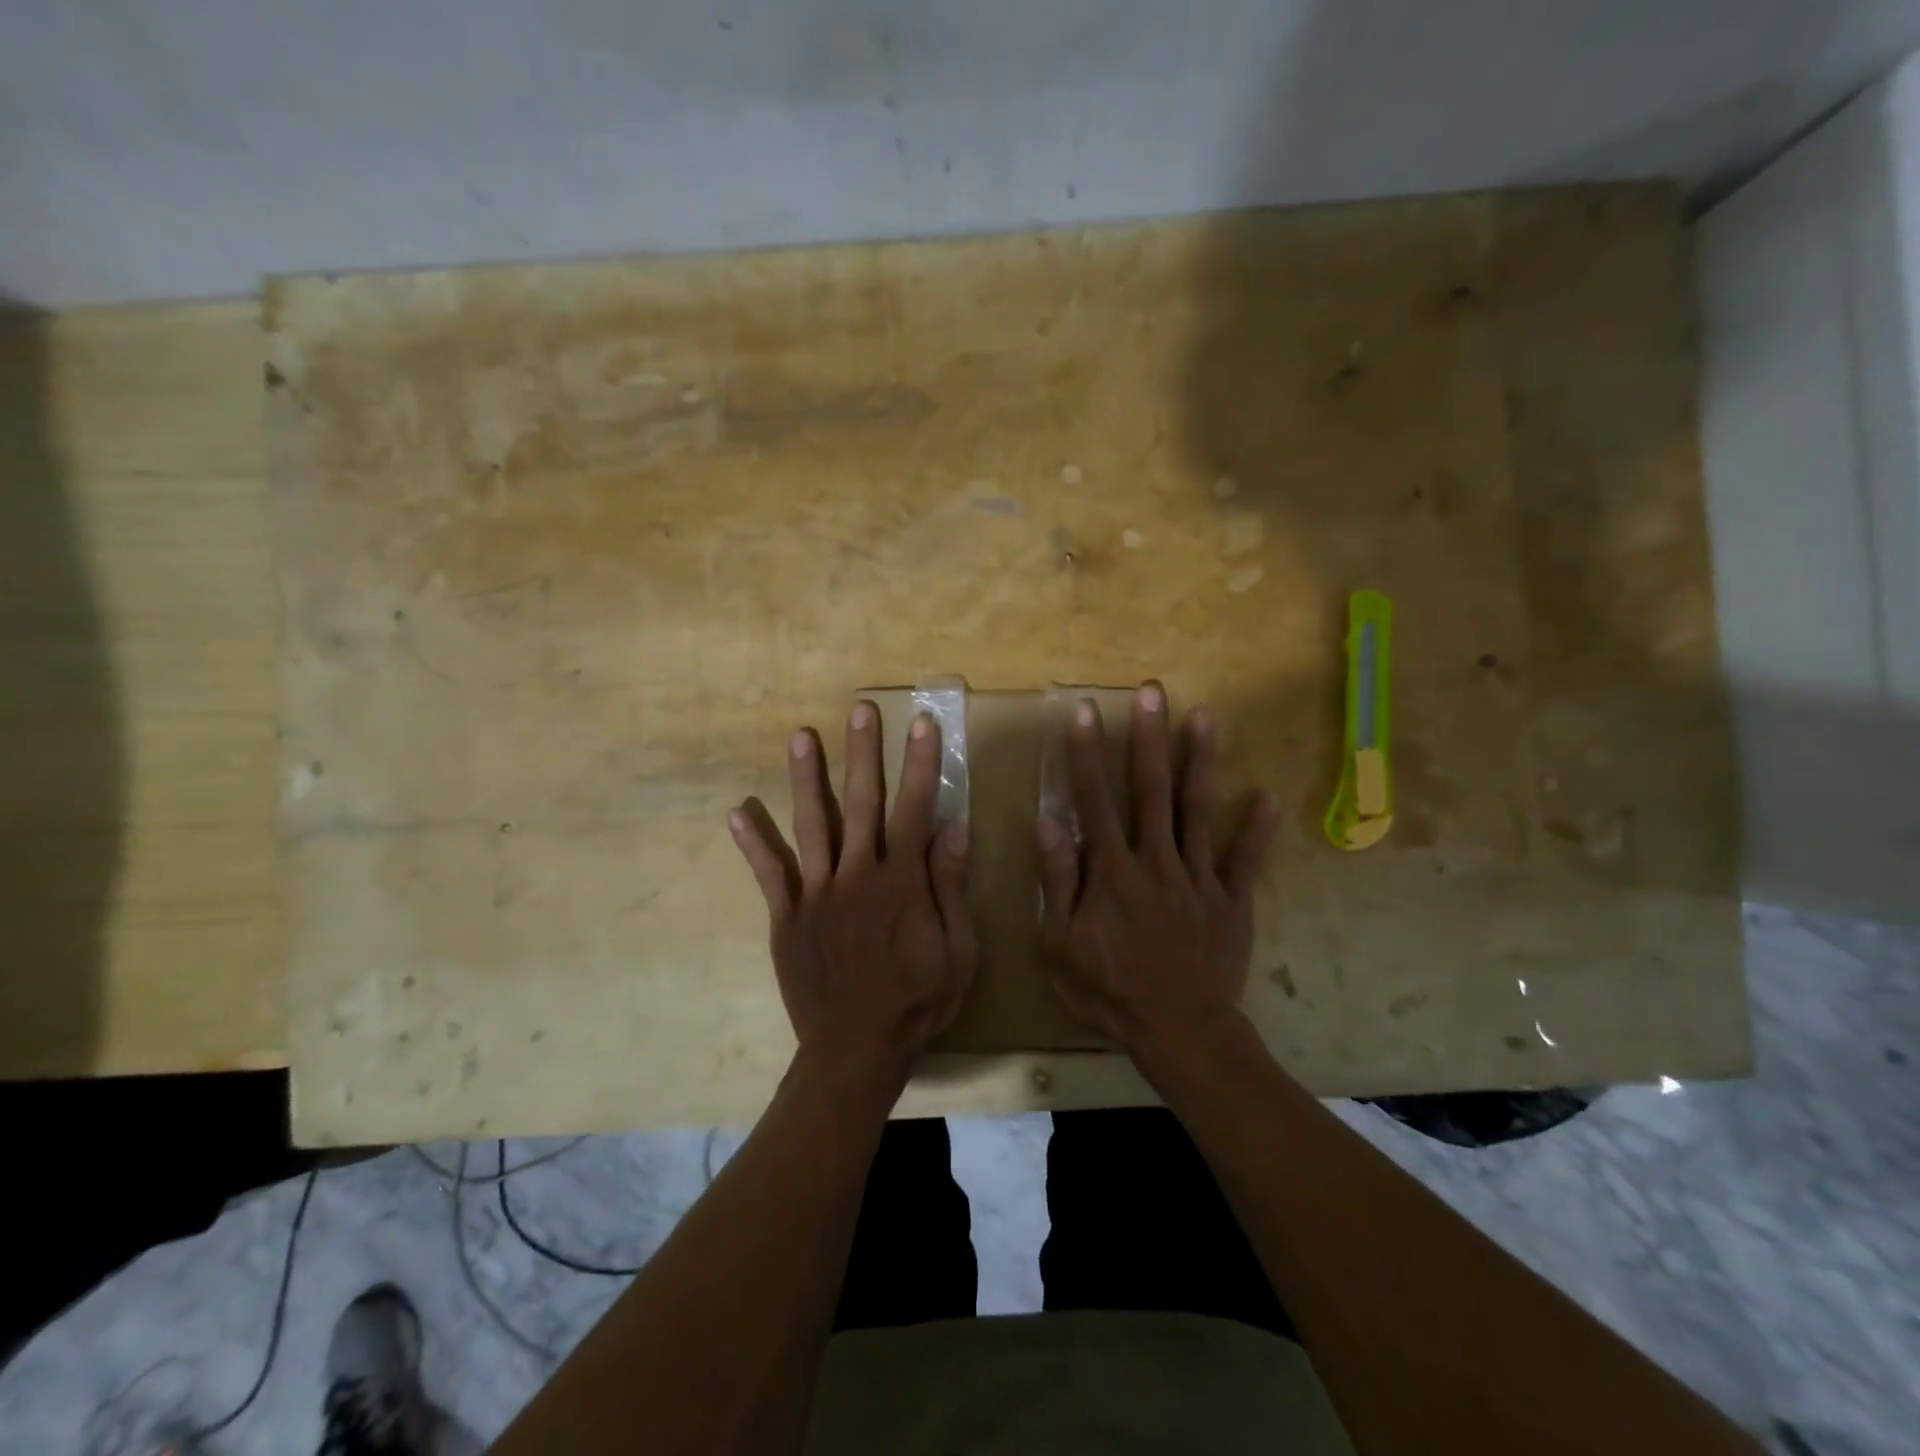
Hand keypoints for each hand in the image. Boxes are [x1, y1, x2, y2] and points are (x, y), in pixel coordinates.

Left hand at [729, 701, 975, 1087]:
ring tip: (800, 737)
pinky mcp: (788, 916)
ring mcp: (817, 894)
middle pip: (862, 803)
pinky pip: (769, 874)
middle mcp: (858, 875)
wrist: (855, 1049)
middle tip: (859, 709)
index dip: (920, 764)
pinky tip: (737, 811)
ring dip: (807, 779)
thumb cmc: (917, 1001)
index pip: (914, 809)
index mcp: (901, 883)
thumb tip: (955, 827)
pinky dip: (753, 843)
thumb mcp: (957, 951)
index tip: (922, 723)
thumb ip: (952, 887)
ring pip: (812, 825)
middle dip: (863, 753)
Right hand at [1035, 684, 1278, 1063]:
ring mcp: (1199, 879)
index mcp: (1112, 872)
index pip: (1095, 801)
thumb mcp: (1061, 943)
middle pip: (1152, 791)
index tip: (1085, 711)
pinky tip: (1267, 796)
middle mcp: (1157, 862)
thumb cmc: (1109, 990)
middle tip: (1152, 692)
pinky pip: (1245, 861)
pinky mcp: (1231, 901)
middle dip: (1149, 738)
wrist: (1178, 1033)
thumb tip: (1049, 821)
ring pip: (1199, 811)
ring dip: (1201, 762)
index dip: (1087, 754)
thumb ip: (1058, 879)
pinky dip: (1257, 830)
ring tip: (1205, 717)